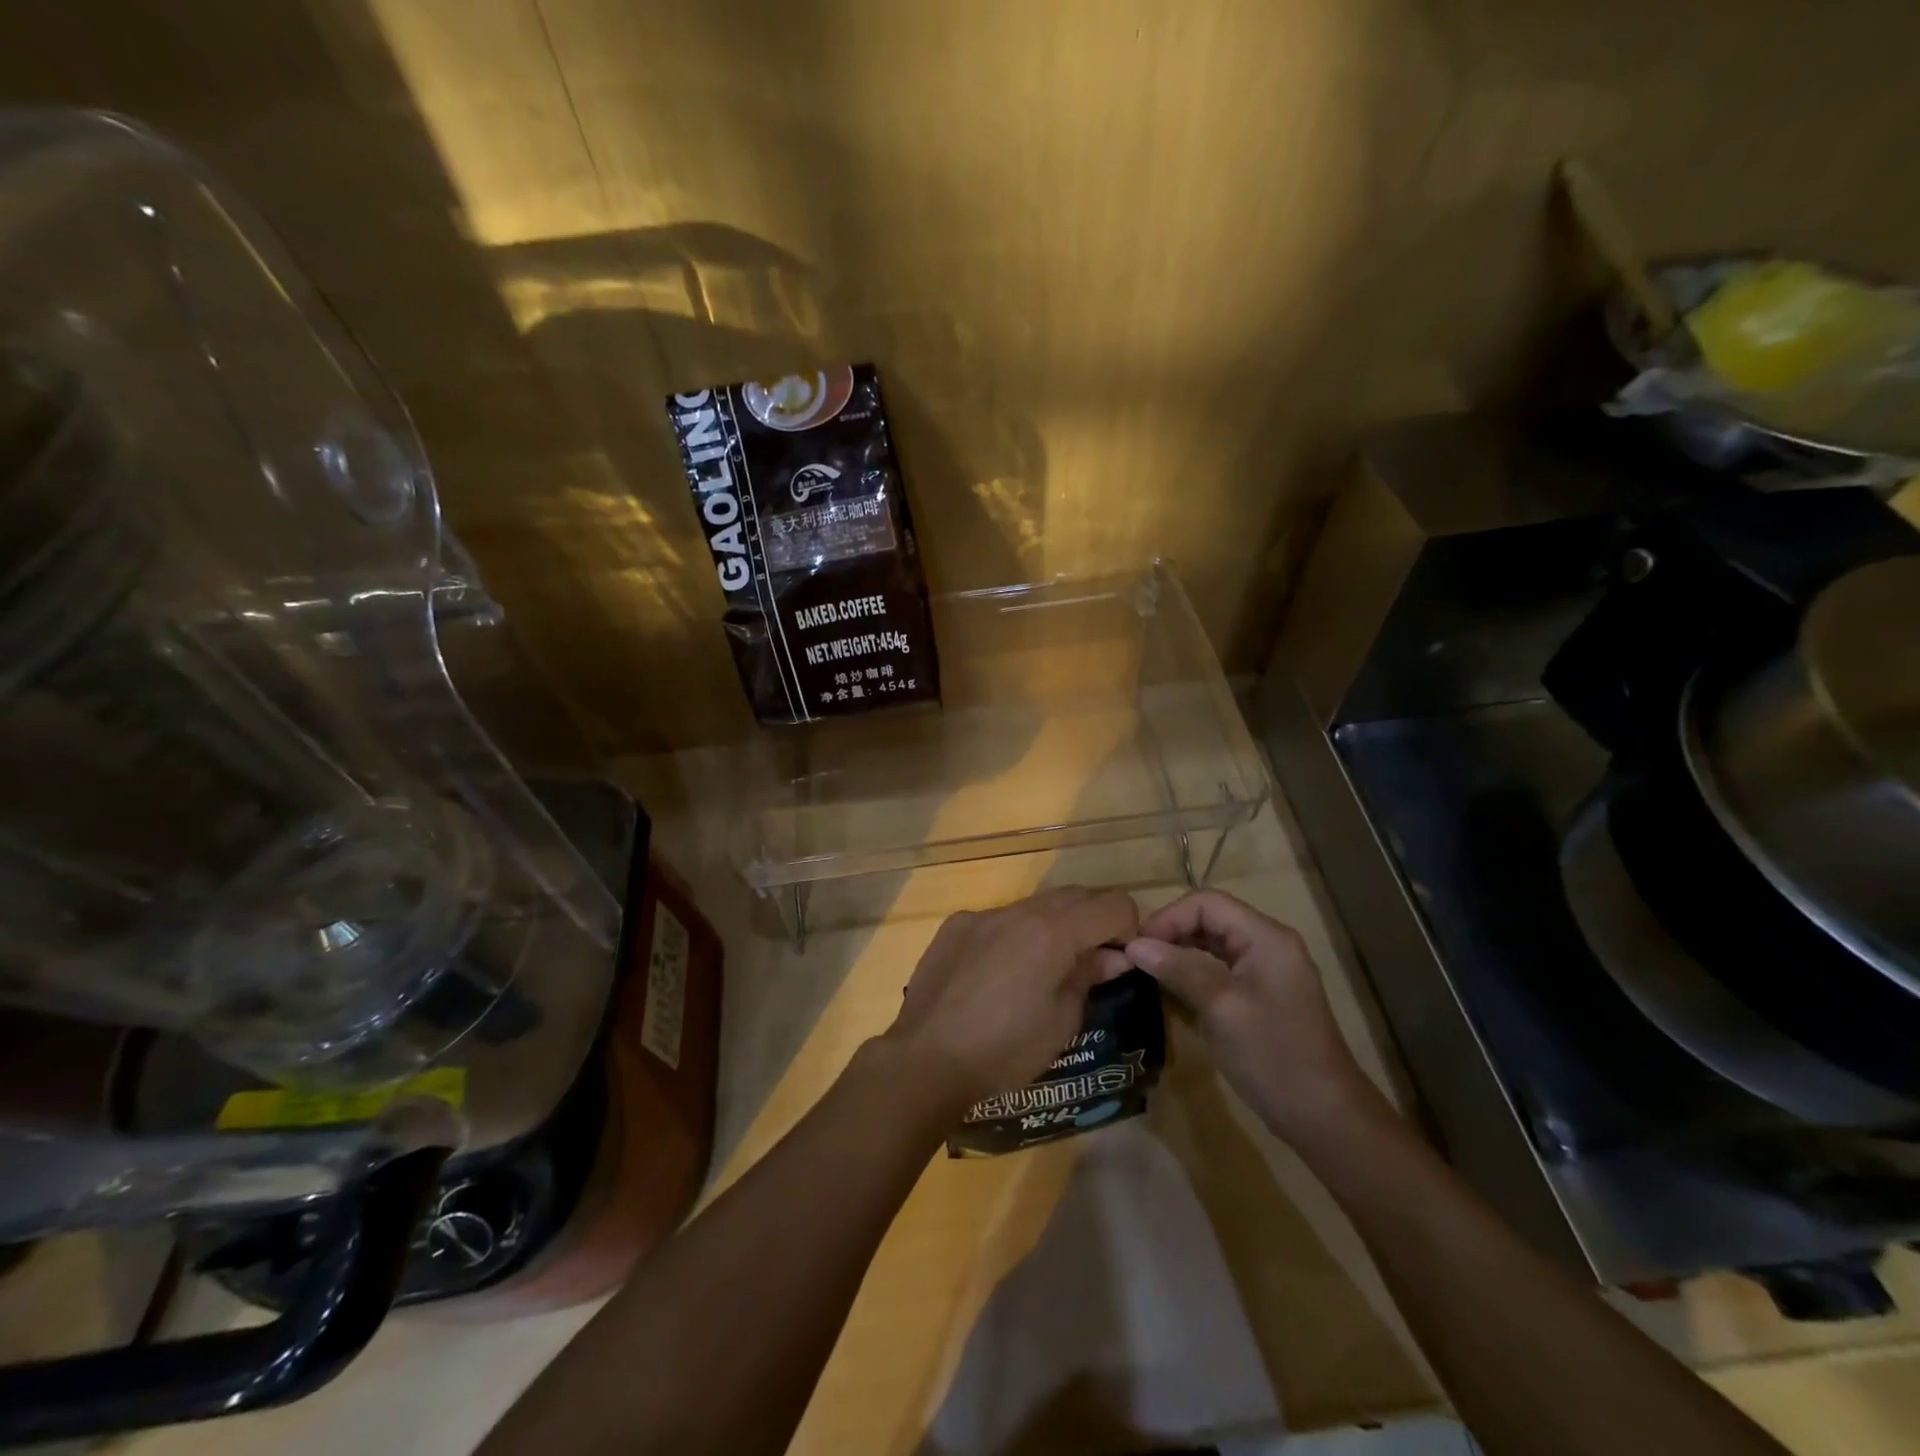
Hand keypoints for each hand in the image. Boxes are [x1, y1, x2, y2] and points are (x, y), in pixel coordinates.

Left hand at [882, 887, 1139, 1112]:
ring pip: (1035, 904)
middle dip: (1094, 920)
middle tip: (1093, 960)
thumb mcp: (1062, 1022)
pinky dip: (1014, 934)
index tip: (1123, 959)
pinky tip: (1000, 973)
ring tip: (1047, 966)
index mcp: (1054, 931)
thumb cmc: (1004, 1050)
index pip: (1113, 904)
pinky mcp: (955, 926)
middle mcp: (1020, 911)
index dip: (1129, 927)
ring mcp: (983, 915)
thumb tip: (1112, 956)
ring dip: (1054, 924)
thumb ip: (1088, 976)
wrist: (926, 1058)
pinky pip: (999, 918)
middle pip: (1075, 896)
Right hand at [1119, 890, 1382, 1142]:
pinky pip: (1223, 965)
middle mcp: (1270, 943)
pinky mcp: (1264, 992)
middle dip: (1172, 932)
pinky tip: (1174, 987)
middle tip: (1137, 958)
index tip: (1137, 946)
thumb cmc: (1273, 1057)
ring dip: (1181, 950)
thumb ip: (1178, 969)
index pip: (1206, 903)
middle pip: (1211, 918)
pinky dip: (1195, 969)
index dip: (1168, 917)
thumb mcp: (1220, 1009)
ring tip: (1148, 970)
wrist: (1325, 1117)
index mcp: (1266, 937)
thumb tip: (1134, 945)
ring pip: (1215, 942)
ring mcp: (1269, 968)